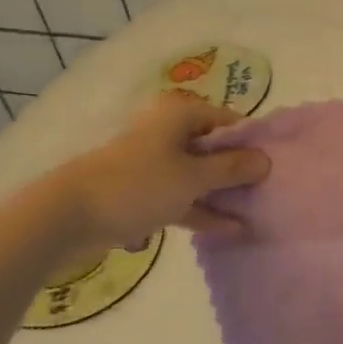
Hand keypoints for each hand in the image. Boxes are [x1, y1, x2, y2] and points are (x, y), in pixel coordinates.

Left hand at [54, 91, 269, 248]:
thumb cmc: (138, 185)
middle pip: (213, 148)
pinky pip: (181, 195)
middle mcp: (167, 131)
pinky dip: (201, 209)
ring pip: (198, 174)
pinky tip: (229, 229)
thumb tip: (265, 160)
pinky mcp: (142, 191)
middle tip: (269, 190)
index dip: (252, 143)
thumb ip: (232, 168)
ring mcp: (154, 162)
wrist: (67, 217)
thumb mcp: (193, 177)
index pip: (228, 121)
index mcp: (179, 113)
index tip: (275, 166)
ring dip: (222, 193)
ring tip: (256, 211)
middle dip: (239, 170)